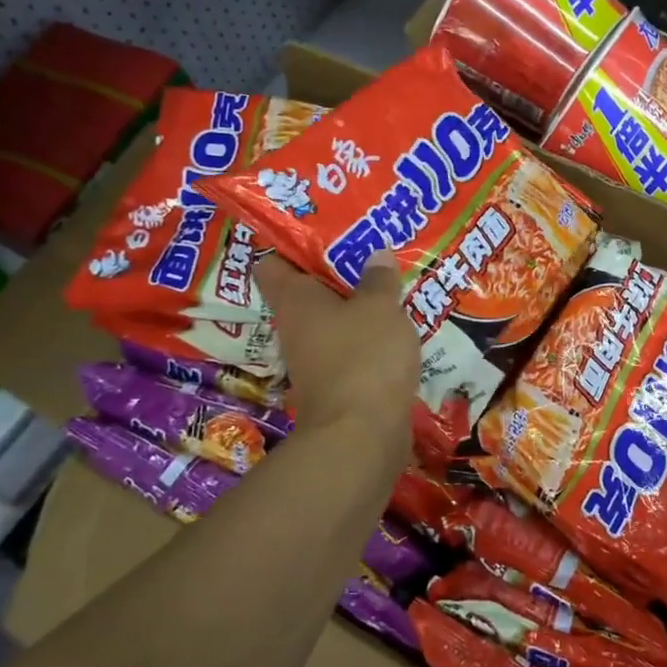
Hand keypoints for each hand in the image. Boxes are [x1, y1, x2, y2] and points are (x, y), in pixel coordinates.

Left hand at [256, 250, 416, 459]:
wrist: (361, 436)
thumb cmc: (363, 356)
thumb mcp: (380, 307)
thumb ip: (378, 279)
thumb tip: (375, 254)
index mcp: (294, 300)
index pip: (272, 263)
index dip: (291, 244)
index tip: (321, 230)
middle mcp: (296, 328)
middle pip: (306, 292)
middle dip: (334, 273)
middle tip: (367, 251)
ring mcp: (314, 360)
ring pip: (331, 321)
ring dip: (354, 307)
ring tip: (387, 285)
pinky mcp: (336, 385)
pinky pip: (350, 349)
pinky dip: (367, 338)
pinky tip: (395, 327)